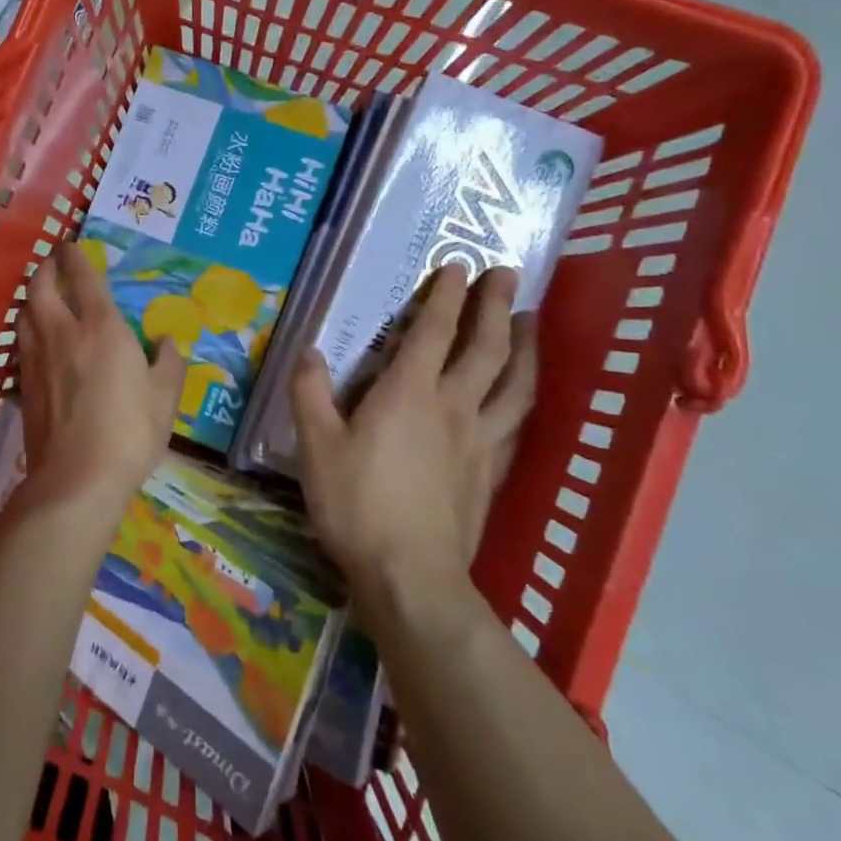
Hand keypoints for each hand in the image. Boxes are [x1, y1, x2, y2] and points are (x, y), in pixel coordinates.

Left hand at [15, 246, 185, 508]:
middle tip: (53, 264)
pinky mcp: (23, 384)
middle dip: (45, 268)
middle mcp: (62, 332)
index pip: (83, 277)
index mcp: (101, 327)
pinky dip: (27, 327)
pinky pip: (22, 341)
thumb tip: (167, 342)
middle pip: (40, 286)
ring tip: (42, 295)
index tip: (72, 245)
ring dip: (32, 296)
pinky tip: (37, 338)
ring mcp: (37, 358)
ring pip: (24, 312)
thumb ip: (169, 363)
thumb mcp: (165, 397)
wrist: (77, 478)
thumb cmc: (129, 432)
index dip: (76, 256)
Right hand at [290, 265, 537, 625]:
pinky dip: (521, 399)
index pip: (434, 331)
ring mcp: (479, 440)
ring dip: (525, 347)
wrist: (411, 576)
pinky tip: (521, 396)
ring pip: (514, 383)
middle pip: (486, 347)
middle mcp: (453, 406)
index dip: (446, 294)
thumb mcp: (316, 446)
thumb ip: (310, 393)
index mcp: (409, 393)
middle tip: (508, 273)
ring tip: (531, 321)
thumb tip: (309, 351)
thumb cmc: (357, 505)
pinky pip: (515, 423)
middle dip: (496, 305)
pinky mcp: (491, 472)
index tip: (458, 264)